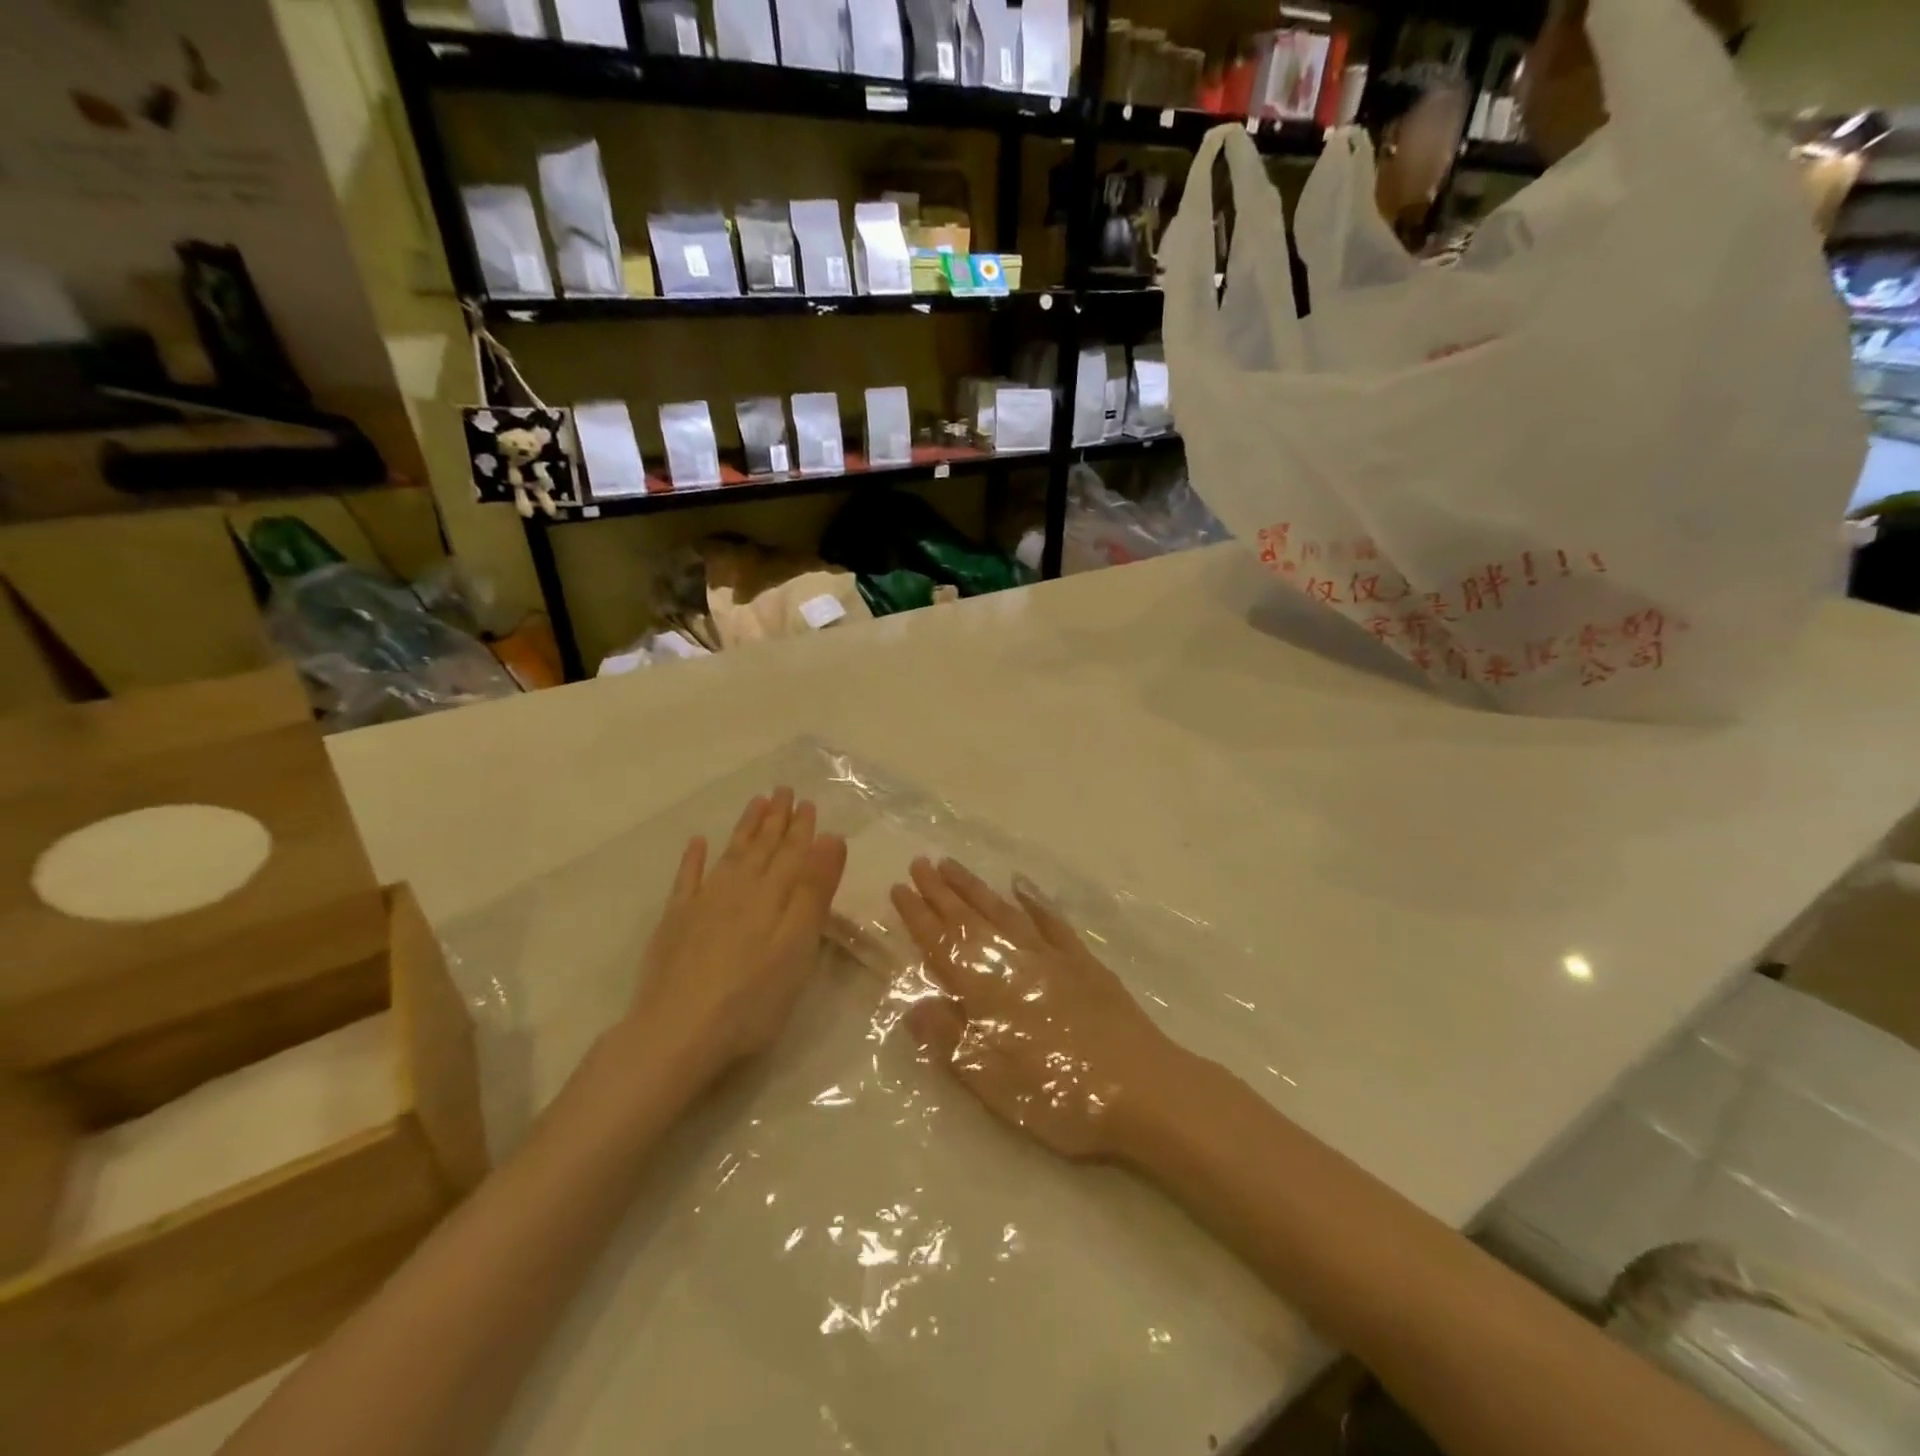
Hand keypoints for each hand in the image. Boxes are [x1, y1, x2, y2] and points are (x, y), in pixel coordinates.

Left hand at [624, 788, 846, 1092]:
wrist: (677, 1033)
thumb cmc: (752, 997)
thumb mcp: (798, 945)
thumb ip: (814, 890)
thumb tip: (830, 836)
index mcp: (772, 896)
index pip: (792, 853)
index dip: (802, 828)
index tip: (807, 801)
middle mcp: (738, 890)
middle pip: (761, 847)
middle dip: (775, 819)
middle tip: (782, 790)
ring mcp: (702, 904)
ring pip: (730, 855)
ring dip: (744, 828)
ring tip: (755, 803)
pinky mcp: (675, 924)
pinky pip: (686, 880)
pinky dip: (693, 859)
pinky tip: (697, 842)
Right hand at [890, 857, 1179, 1160]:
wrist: (1139, 1087)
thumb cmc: (1058, 1092)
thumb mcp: (990, 1079)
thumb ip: (948, 1038)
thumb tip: (913, 1005)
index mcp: (985, 990)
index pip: (941, 944)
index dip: (917, 916)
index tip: (898, 889)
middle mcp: (1013, 961)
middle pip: (968, 918)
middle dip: (940, 890)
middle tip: (918, 862)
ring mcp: (1050, 956)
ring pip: (1003, 910)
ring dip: (975, 887)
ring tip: (952, 864)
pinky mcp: (1082, 961)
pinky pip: (1051, 921)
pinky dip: (1033, 900)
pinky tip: (1020, 885)